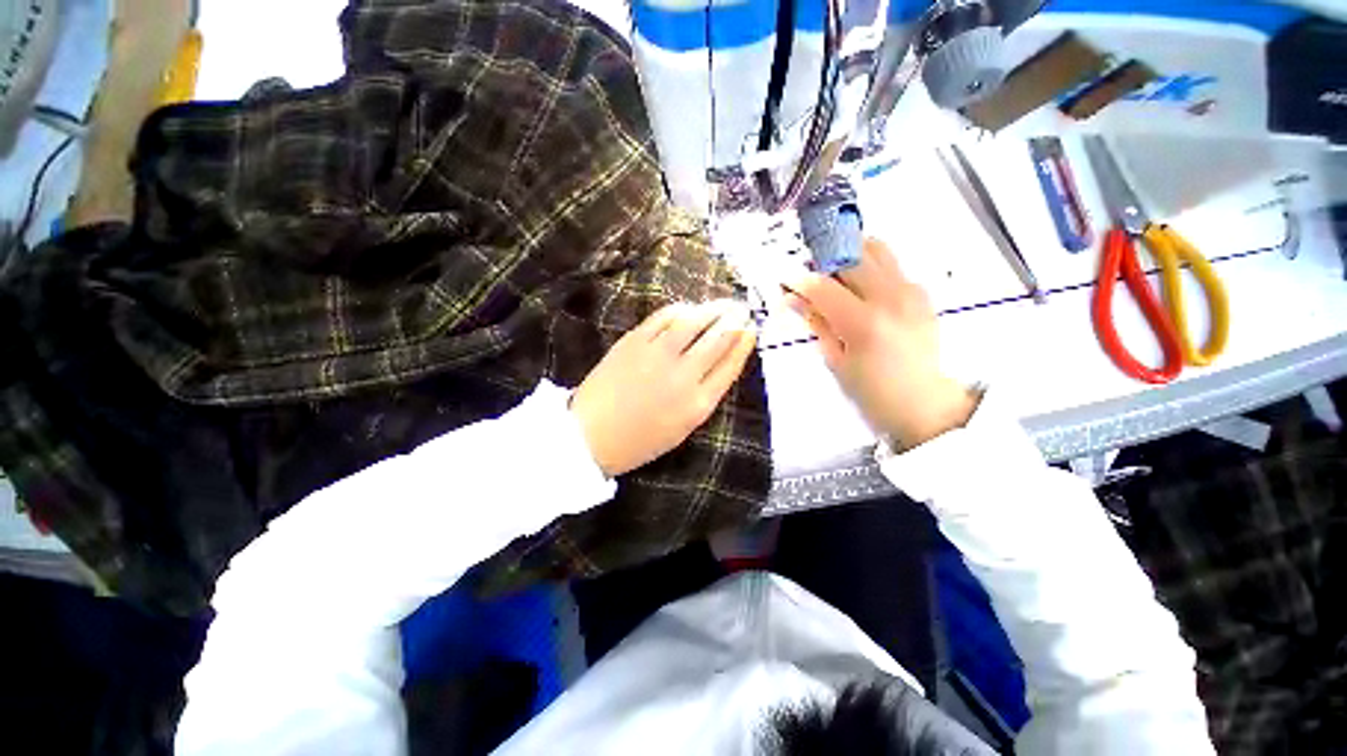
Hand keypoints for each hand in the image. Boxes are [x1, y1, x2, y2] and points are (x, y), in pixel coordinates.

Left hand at [571, 300, 757, 476]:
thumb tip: (720, 362)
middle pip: (718, 339)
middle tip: (742, 309)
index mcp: (698, 404)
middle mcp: (683, 376)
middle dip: (735, 320)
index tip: (751, 330)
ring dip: (713, 309)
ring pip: (694, 322)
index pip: (731, 365)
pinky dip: (680, 309)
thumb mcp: (683, 427)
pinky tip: (688, 308)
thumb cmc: (640, 440)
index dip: (744, 344)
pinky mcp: (634, 342)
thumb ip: (704, 395)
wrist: (592, 435)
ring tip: (723, 303)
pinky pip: (663, 317)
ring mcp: (657, 356)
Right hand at [785, 238, 976, 449]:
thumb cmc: (872, 391)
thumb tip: (793, 298)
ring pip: (875, 249)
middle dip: (823, 261)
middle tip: (811, 277)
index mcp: (864, 323)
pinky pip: (891, 265)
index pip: (822, 286)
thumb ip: (816, 322)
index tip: (786, 281)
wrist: (924, 403)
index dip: (799, 280)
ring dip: (849, 256)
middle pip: (850, 256)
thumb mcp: (835, 360)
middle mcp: (891, 298)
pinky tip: (861, 291)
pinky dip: (869, 268)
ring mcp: (911, 291)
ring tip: (836, 276)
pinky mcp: (921, 292)